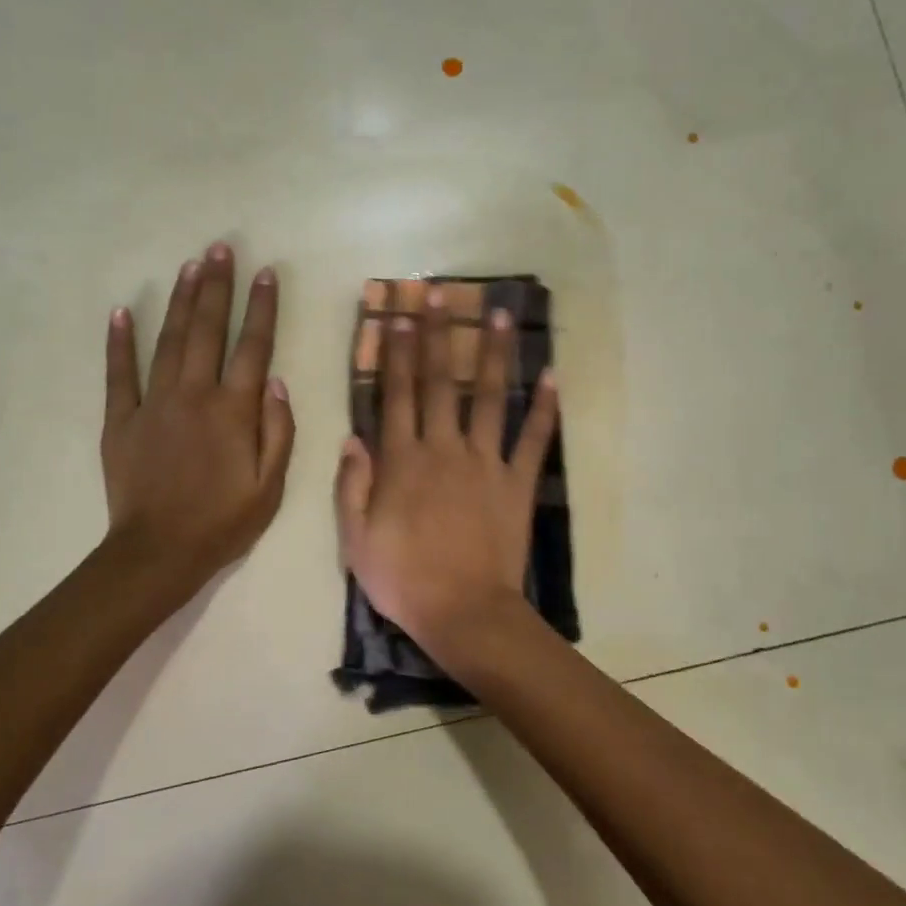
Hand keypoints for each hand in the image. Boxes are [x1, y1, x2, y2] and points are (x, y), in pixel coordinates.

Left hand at [102, 244, 294, 598]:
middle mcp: (194, 394)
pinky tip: (123, 310)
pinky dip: (120, 341)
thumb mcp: (271, 486)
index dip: (261, 307)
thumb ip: (278, 430)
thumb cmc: (223, 522)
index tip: (266, 272)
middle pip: (208, 330)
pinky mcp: (120, 419)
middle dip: (217, 286)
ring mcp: (153, 403)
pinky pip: (119, 372)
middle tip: (221, 248)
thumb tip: (275, 381)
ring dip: (181, 300)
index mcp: (233, 410)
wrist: (159, 552)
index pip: (253, 346)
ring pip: (169, 340)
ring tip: (190, 265)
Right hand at [335, 286, 557, 666]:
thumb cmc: (403, 579)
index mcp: (403, 461)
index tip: (399, 316)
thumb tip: (352, 436)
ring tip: (497, 313)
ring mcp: (485, 463)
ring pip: (490, 398)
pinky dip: (544, 409)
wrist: (463, 613)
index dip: (397, 353)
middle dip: (438, 334)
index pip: (398, 395)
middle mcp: (444, 449)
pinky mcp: (517, 484)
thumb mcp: (356, 538)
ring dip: (493, 353)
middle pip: (441, 382)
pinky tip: (553, 376)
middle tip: (439, 293)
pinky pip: (533, 440)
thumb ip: (352, 484)